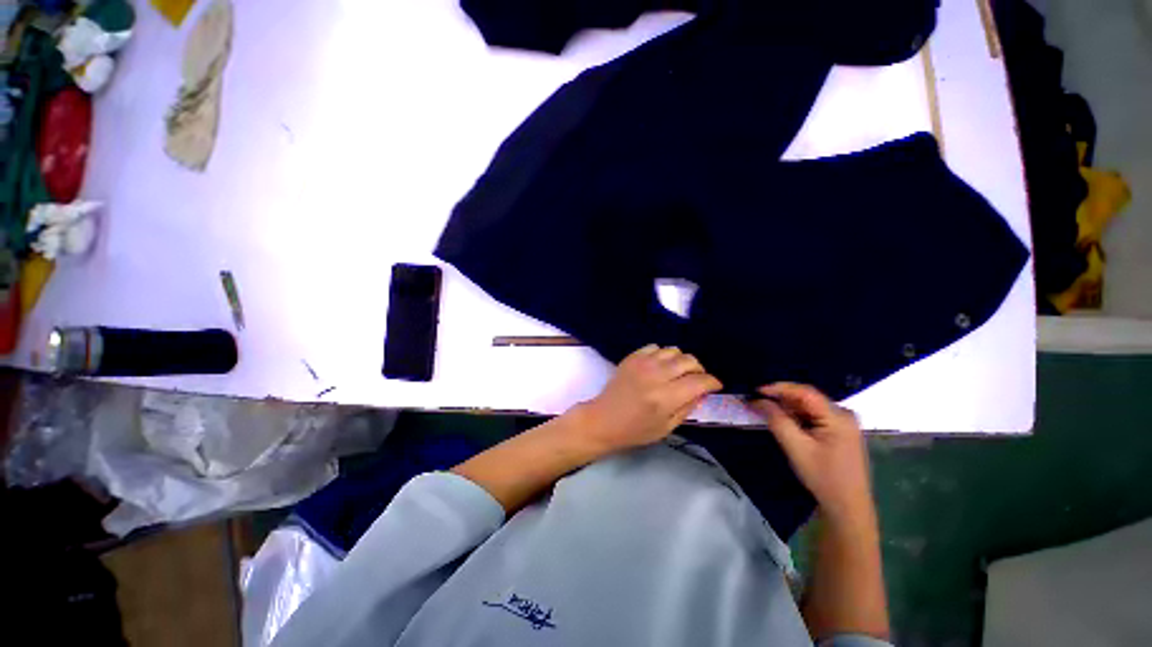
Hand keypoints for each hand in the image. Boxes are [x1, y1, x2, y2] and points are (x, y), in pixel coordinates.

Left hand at [576, 345, 722, 457]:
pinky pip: (655, 347)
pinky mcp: (632, 357)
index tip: (715, 385)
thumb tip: (702, 391)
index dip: (712, 382)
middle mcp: (656, 376)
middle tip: (697, 379)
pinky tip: (661, 365)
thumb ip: (687, 407)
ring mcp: (642, 363)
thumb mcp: (667, 427)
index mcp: (666, 398)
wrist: (603, 420)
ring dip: (681, 360)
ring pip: (673, 350)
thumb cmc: (635, 430)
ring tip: (679, 372)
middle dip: (699, 369)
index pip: (699, 381)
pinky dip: (663, 354)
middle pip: (689, 360)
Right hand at [746, 382, 873, 524]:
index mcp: (838, 417)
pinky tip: (783, 421)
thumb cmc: (823, 477)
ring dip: (788, 407)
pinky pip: (814, 416)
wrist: (847, 508)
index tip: (756, 390)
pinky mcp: (840, 432)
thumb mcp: (796, 447)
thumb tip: (758, 400)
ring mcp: (844, 423)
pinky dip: (797, 416)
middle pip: (807, 397)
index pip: (805, 392)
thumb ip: (777, 420)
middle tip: (757, 400)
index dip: (779, 387)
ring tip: (765, 409)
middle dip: (781, 397)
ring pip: (809, 406)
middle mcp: (844, 414)